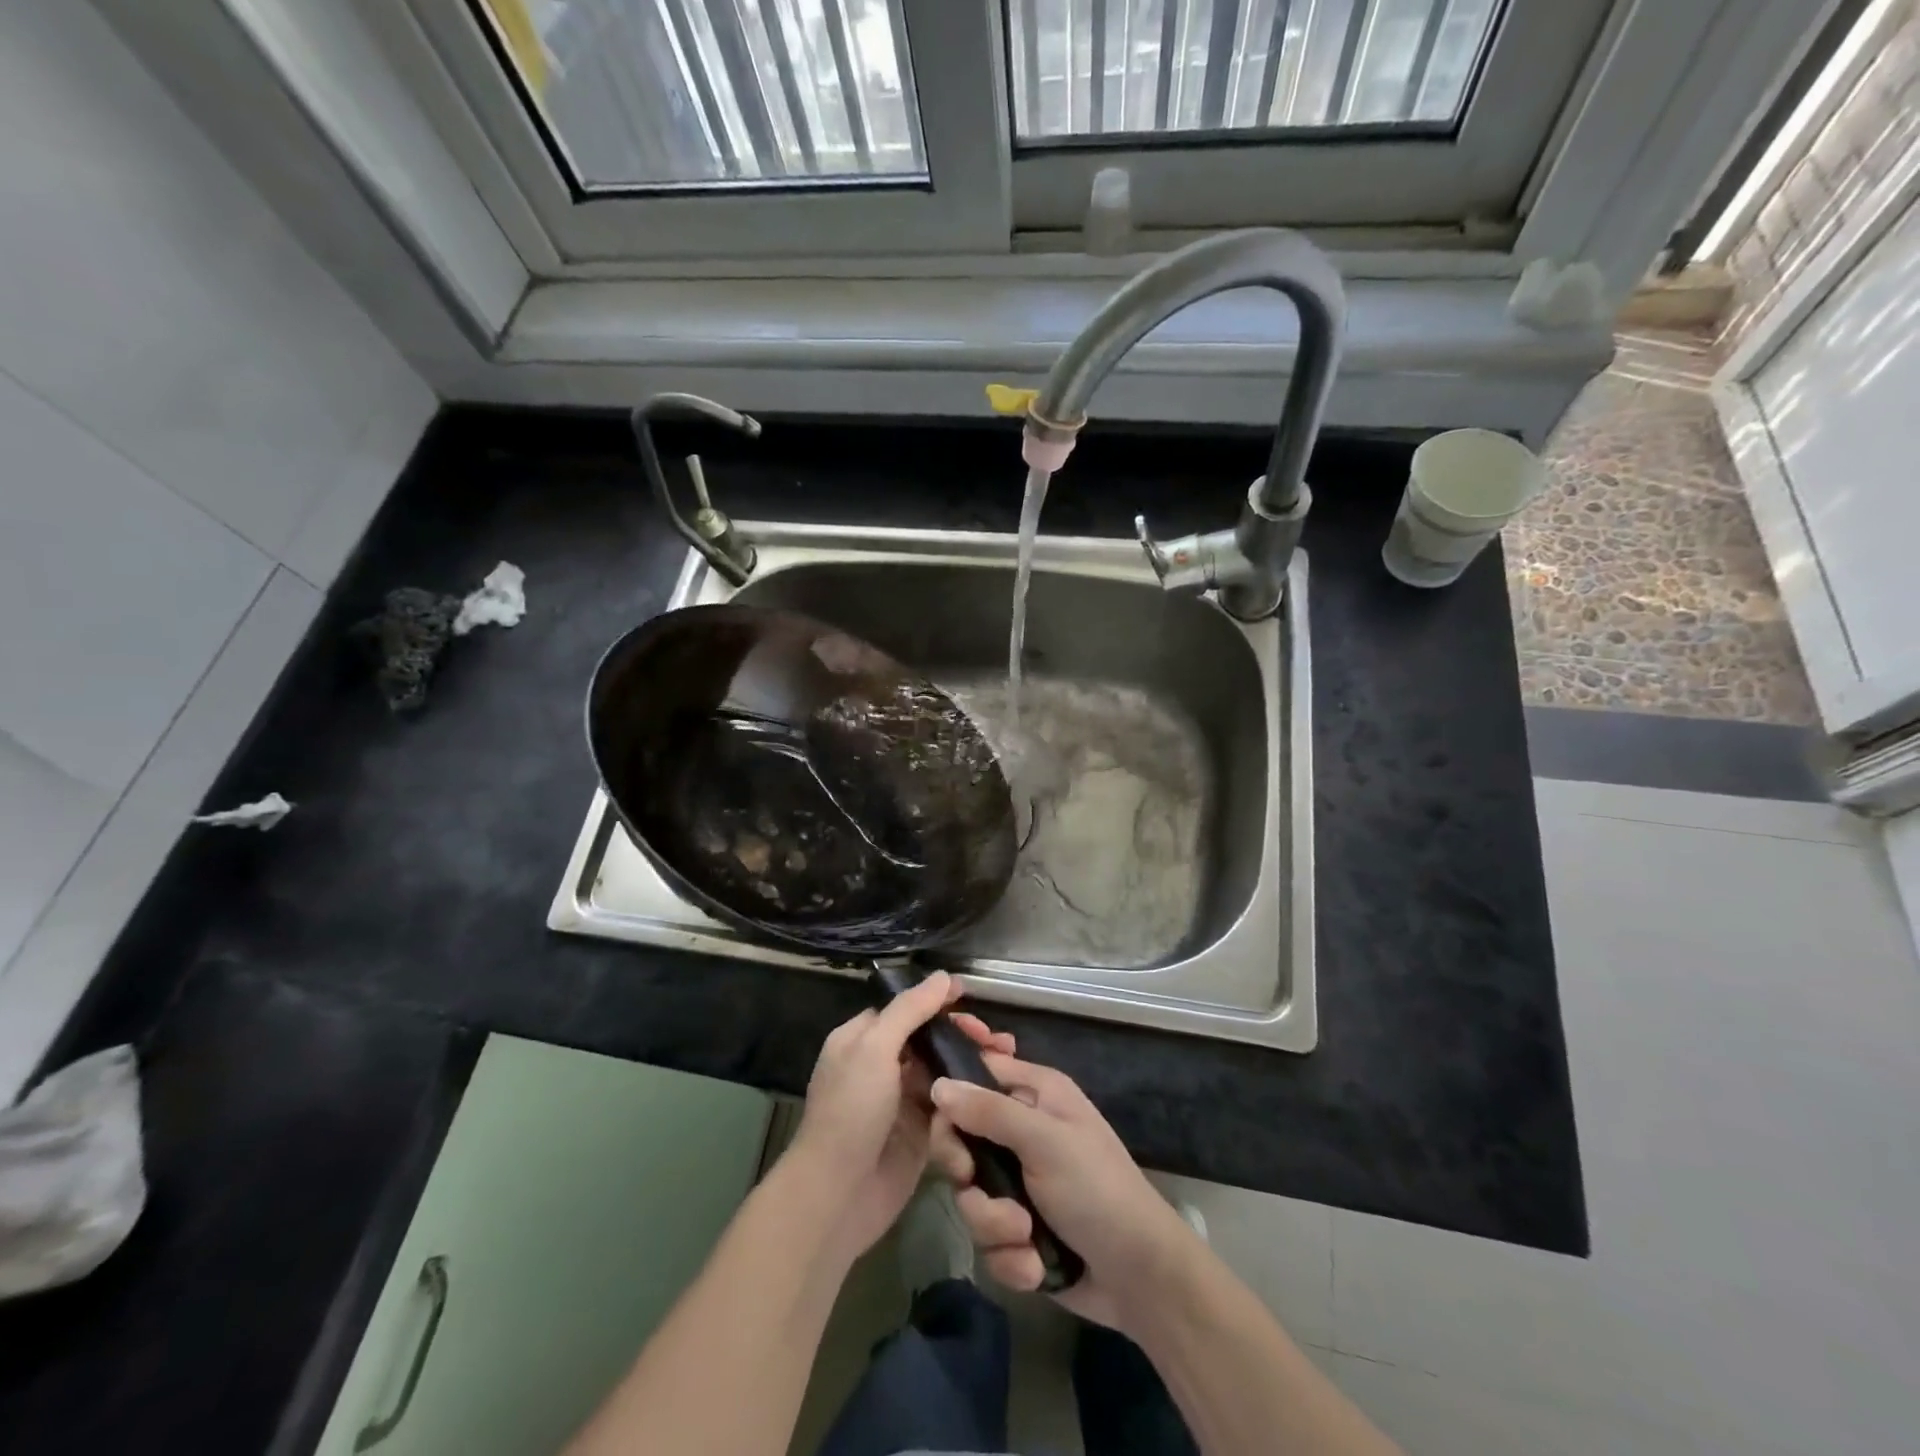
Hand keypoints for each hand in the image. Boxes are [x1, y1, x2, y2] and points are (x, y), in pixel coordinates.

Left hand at [785, 971, 1014, 1263]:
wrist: (838, 1196)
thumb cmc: (851, 1111)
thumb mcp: (875, 1049)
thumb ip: (910, 1010)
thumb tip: (942, 976)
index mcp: (862, 1039)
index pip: (905, 1009)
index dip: (937, 1002)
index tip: (970, 998)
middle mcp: (881, 1065)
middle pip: (928, 1038)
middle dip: (961, 1033)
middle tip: (995, 1039)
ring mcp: (901, 1100)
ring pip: (942, 1071)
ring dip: (971, 1063)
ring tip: (1006, 1058)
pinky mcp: (921, 1134)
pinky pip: (949, 1106)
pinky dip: (969, 1096)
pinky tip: (996, 1090)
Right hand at [928, 1046, 1202, 1335]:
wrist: (1141, 1278)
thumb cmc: (1097, 1189)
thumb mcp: (1044, 1140)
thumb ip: (989, 1111)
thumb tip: (937, 1084)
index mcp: (1034, 1093)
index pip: (975, 1076)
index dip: (953, 1097)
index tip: (944, 1124)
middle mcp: (1022, 1132)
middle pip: (960, 1140)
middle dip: (966, 1172)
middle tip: (972, 1181)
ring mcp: (1018, 1183)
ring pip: (970, 1195)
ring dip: (993, 1223)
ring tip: (1025, 1236)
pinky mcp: (1018, 1231)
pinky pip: (987, 1238)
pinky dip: (1009, 1256)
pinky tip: (1036, 1266)